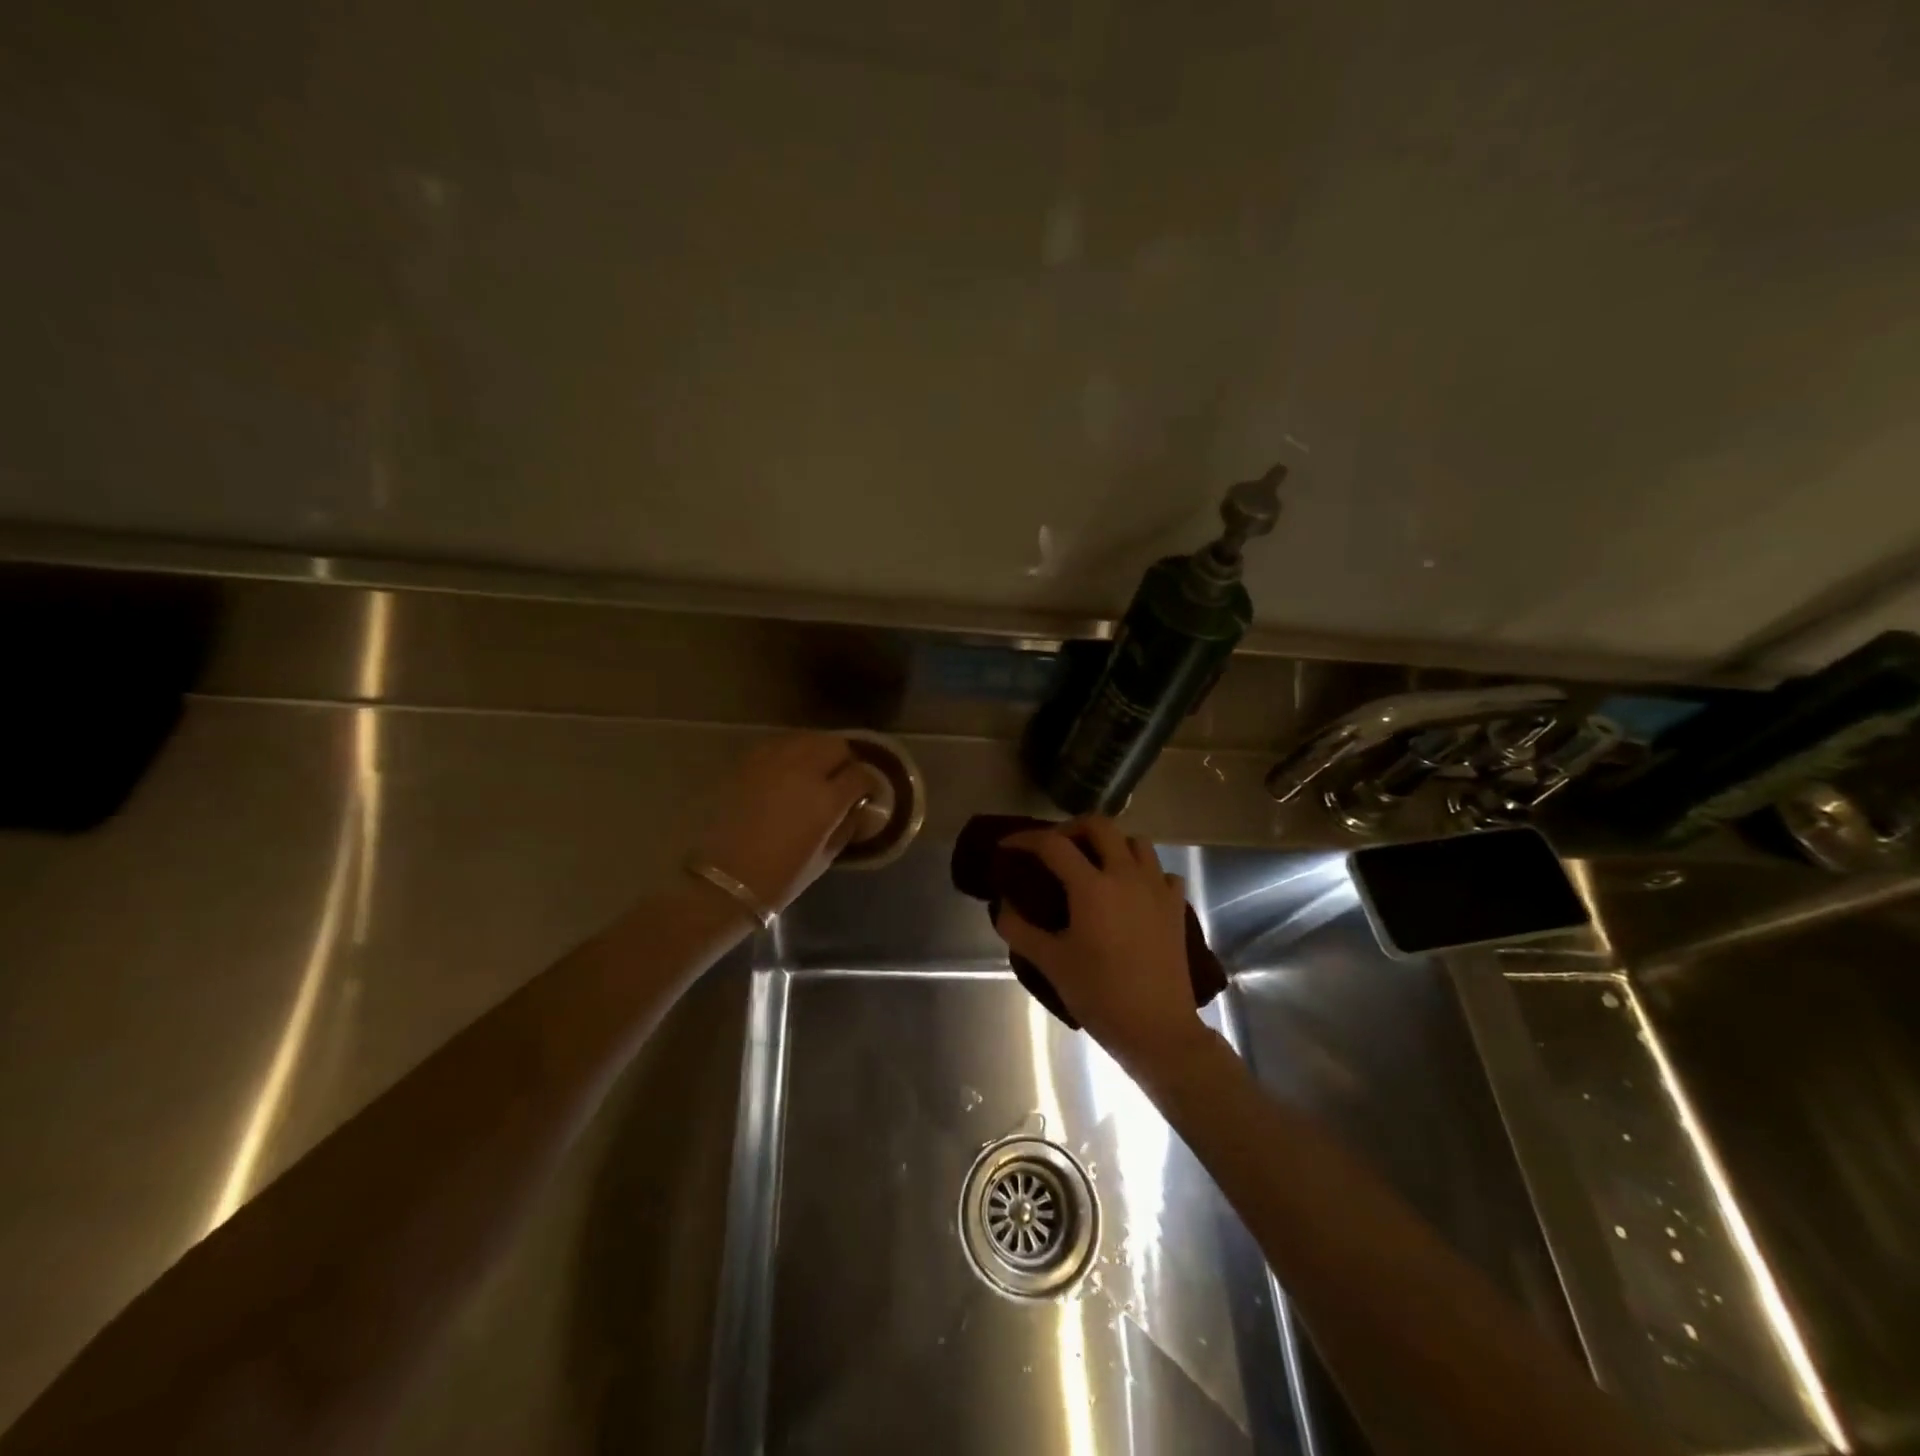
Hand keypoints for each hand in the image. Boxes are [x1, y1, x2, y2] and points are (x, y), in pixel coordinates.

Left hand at [690, 734, 872, 911]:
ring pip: (806, 739)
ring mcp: (773, 763)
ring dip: (816, 751)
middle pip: (835, 746)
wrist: (725, 880)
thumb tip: (857, 807)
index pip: (860, 774)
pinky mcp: (747, 763)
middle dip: (844, 760)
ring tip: (813, 771)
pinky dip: (789, 753)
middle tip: (840, 779)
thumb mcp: (826, 857)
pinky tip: (786, 771)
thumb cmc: (781, 877)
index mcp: (827, 799)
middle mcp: (803, 771)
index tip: (865, 793)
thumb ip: (846, 825)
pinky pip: (778, 745)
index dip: (867, 783)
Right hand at [993, 816, 1207, 1072]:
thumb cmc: (1099, 995)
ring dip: (1111, 844)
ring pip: (1136, 842)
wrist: (1158, 1029)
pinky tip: (1131, 892)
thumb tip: (1003, 905)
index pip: (1053, 844)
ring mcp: (1156, 888)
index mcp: (1092, 887)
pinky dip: (1143, 872)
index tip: (1007, 847)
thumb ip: (1019, 929)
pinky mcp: (1176, 907)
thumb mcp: (1050, 963)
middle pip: (1100, 825)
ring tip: (1094, 866)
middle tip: (1054, 848)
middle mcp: (1126, 875)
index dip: (1025, 839)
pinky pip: (1160, 872)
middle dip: (1071, 828)